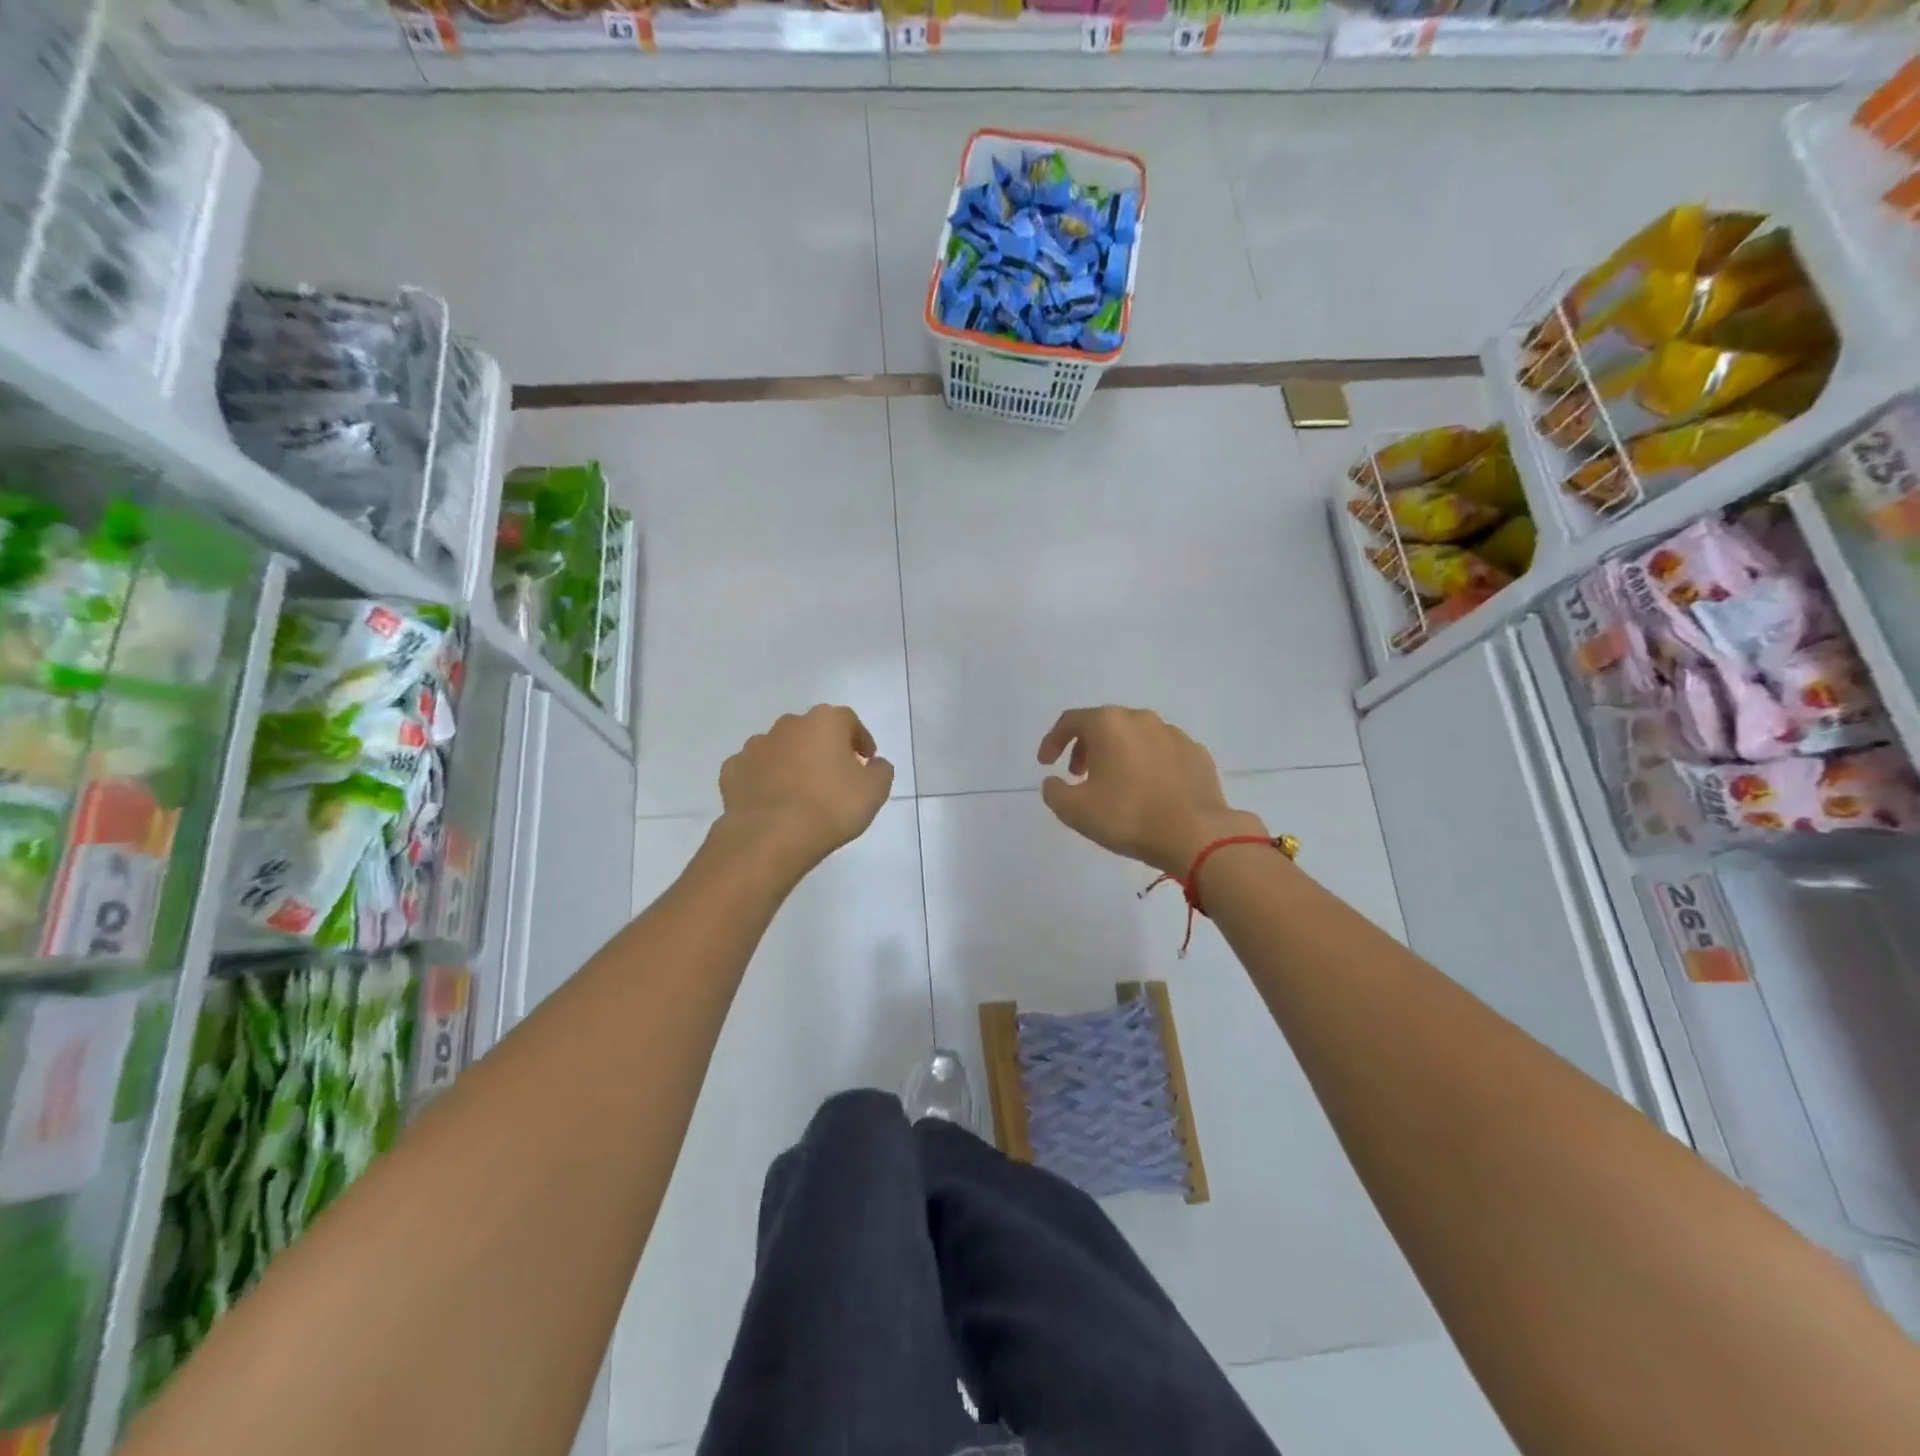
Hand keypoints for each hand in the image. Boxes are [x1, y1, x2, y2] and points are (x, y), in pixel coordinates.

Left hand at [718, 706, 893, 879]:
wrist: (770, 837)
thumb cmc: (830, 808)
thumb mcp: (874, 792)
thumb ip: (880, 771)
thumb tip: (874, 764)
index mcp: (824, 722)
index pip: (848, 721)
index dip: (860, 740)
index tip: (866, 762)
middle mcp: (788, 725)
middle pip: (812, 731)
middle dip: (824, 748)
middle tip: (835, 777)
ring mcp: (755, 746)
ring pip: (781, 749)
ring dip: (793, 763)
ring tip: (802, 793)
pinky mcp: (732, 771)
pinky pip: (756, 770)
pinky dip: (765, 780)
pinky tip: (774, 802)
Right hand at [1037, 706, 1265, 875]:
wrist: (1196, 834)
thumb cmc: (1128, 816)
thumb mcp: (1074, 810)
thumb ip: (1054, 791)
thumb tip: (1054, 782)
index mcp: (1109, 724)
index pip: (1070, 721)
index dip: (1052, 741)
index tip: (1046, 763)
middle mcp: (1141, 719)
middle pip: (1104, 725)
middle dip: (1086, 747)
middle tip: (1079, 775)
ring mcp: (1173, 734)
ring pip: (1135, 737)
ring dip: (1118, 755)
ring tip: (1114, 784)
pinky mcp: (1197, 754)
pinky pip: (1162, 753)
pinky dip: (1148, 765)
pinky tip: (1148, 791)